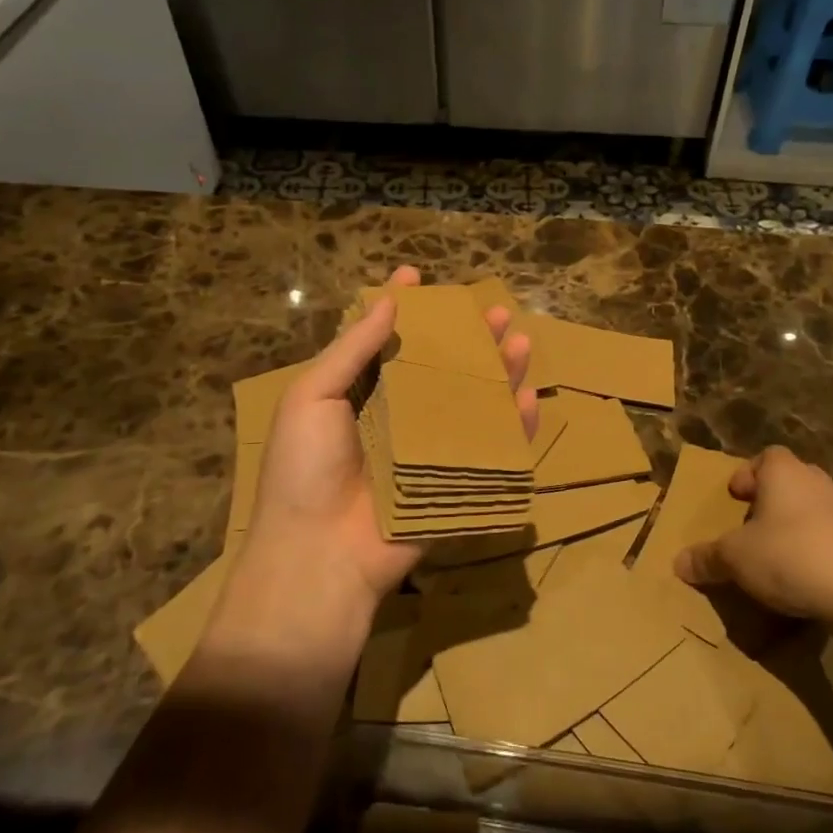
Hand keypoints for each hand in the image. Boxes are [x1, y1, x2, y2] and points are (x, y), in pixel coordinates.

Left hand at [207, 268, 535, 670]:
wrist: (317, 558)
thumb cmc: (304, 470)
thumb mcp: (312, 399)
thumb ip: (351, 350)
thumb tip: (387, 301)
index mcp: (358, 394)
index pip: (385, 341)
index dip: (401, 307)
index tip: (417, 275)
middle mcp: (397, 416)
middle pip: (440, 368)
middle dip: (467, 337)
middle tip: (493, 309)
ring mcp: (428, 451)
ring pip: (472, 402)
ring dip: (498, 372)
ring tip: (520, 340)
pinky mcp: (455, 484)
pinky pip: (491, 451)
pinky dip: (513, 426)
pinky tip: (528, 397)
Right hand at [673, 446, 832, 628]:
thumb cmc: (791, 557)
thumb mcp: (736, 559)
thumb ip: (707, 558)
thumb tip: (678, 562)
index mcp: (784, 473)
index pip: (766, 456)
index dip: (748, 473)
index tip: (735, 496)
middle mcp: (818, 482)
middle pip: (791, 480)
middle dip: (771, 500)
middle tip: (752, 525)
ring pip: (814, 509)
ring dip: (796, 526)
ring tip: (778, 555)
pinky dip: (820, 550)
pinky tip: (809, 578)